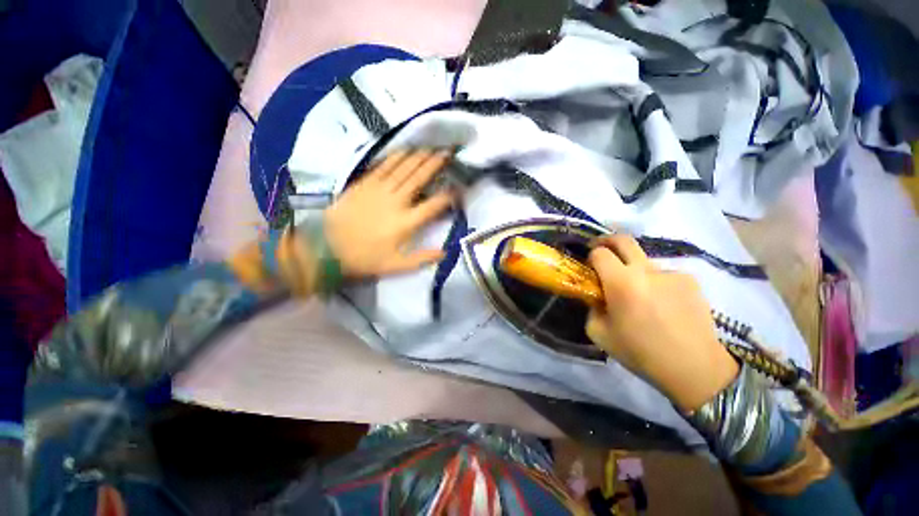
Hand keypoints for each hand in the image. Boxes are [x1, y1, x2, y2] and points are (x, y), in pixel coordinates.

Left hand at [324, 148, 455, 276]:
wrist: (327, 247)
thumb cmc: (364, 258)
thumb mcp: (396, 266)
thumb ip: (422, 259)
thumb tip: (445, 252)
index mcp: (406, 223)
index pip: (433, 206)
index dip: (448, 196)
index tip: (459, 188)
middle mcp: (396, 202)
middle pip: (419, 179)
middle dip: (436, 164)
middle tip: (448, 152)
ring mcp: (379, 190)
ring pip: (404, 168)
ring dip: (419, 156)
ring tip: (432, 147)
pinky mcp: (365, 184)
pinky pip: (384, 166)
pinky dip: (396, 157)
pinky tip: (406, 150)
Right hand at [585, 235, 738, 411]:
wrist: (695, 368)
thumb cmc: (641, 352)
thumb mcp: (599, 333)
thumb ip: (591, 308)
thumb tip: (596, 297)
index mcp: (621, 282)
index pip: (599, 253)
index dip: (591, 256)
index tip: (589, 266)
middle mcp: (646, 270)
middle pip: (623, 240)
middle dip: (607, 241)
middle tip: (602, 252)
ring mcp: (671, 273)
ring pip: (643, 261)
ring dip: (634, 270)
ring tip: (640, 297)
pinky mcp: (690, 280)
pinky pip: (663, 274)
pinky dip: (656, 283)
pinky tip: (663, 305)